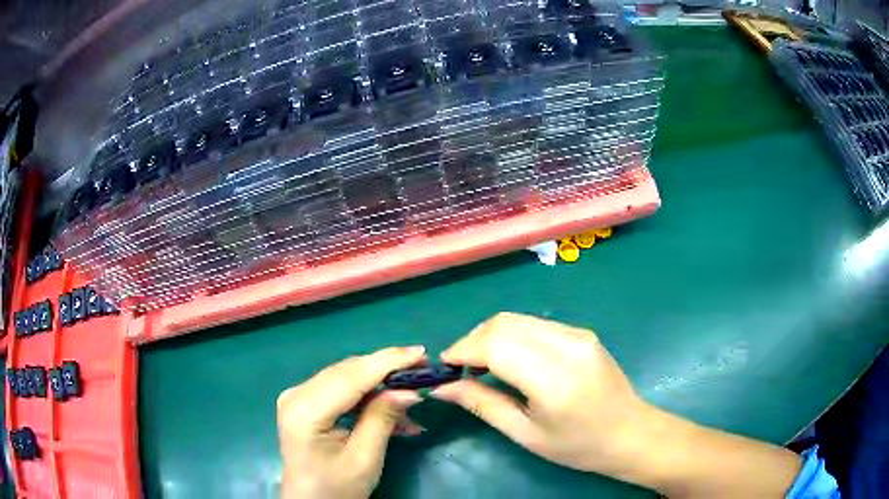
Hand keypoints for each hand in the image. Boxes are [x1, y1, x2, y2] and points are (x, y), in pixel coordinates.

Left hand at [277, 346, 425, 498]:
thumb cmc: (337, 488)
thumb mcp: (365, 458)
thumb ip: (383, 419)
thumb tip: (409, 390)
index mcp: (306, 411)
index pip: (351, 377)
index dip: (387, 362)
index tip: (421, 353)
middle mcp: (296, 394)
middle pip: (347, 371)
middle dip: (386, 367)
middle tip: (423, 367)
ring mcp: (298, 396)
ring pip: (346, 377)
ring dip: (380, 382)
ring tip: (412, 390)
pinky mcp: (304, 402)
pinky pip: (340, 388)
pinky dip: (367, 395)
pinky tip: (392, 406)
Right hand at [431, 312, 648, 474]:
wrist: (630, 432)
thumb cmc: (578, 445)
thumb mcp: (526, 434)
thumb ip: (483, 404)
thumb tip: (443, 387)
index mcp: (553, 378)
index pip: (495, 345)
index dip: (463, 349)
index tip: (444, 366)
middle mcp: (566, 345)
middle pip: (504, 324)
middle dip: (473, 340)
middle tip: (460, 367)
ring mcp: (577, 334)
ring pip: (518, 319)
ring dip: (491, 335)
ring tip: (481, 363)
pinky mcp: (582, 332)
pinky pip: (536, 324)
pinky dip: (513, 335)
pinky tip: (510, 358)